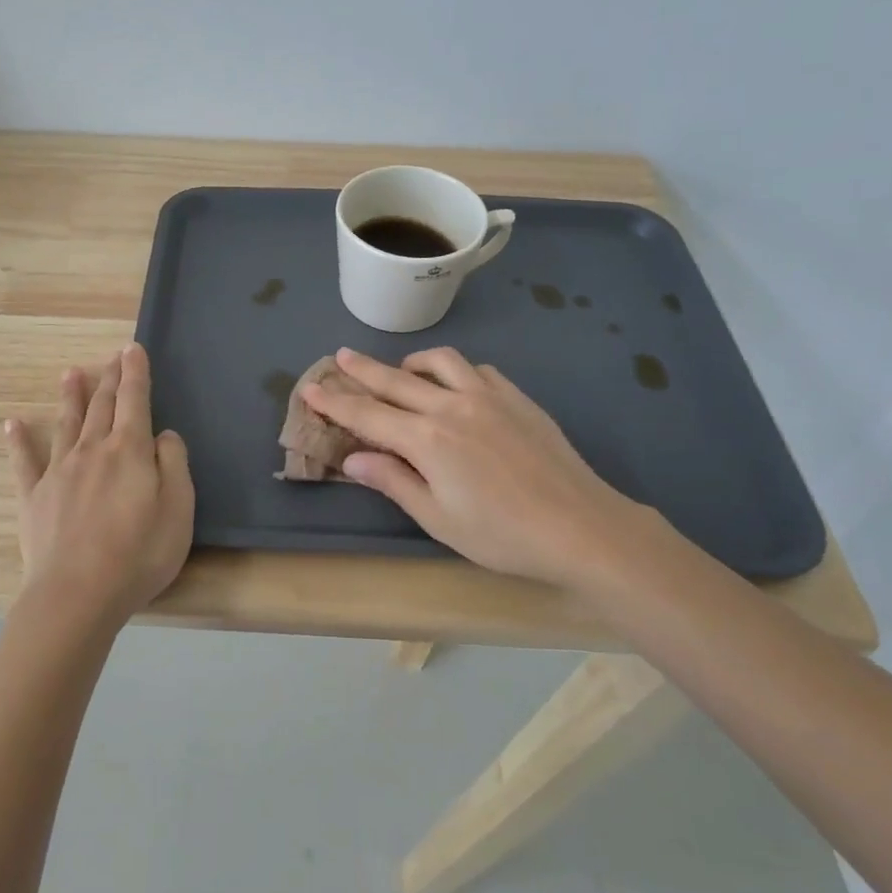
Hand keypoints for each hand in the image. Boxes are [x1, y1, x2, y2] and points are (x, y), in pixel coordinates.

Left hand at [5, 342, 194, 623]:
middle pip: (102, 406)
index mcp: (128, 450)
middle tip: (113, 356)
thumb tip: (162, 434)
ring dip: (70, 397)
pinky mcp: (34, 497)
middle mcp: (92, 450)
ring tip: (71, 374)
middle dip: (110, 378)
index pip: (135, 400)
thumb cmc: (138, 554)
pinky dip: (19, 441)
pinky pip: (24, 462)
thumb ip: (173, 464)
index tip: (133, 348)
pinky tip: (12, 424)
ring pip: (67, 424)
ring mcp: (59, 472)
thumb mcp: (178, 509)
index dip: (135, 373)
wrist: (76, 595)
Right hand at [301, 347, 661, 588]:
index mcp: (426, 440)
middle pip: (395, 380)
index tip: (311, 388)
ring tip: (400, 371)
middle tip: (339, 357)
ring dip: (412, 363)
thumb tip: (353, 457)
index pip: (368, 414)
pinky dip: (456, 372)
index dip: (335, 402)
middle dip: (362, 369)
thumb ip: (394, 481)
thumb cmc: (502, 535)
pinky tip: (456, 386)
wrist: (580, 527)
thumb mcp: (438, 519)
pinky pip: (478, 370)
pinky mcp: (517, 398)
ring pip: (440, 362)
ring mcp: (488, 396)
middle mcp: (451, 406)